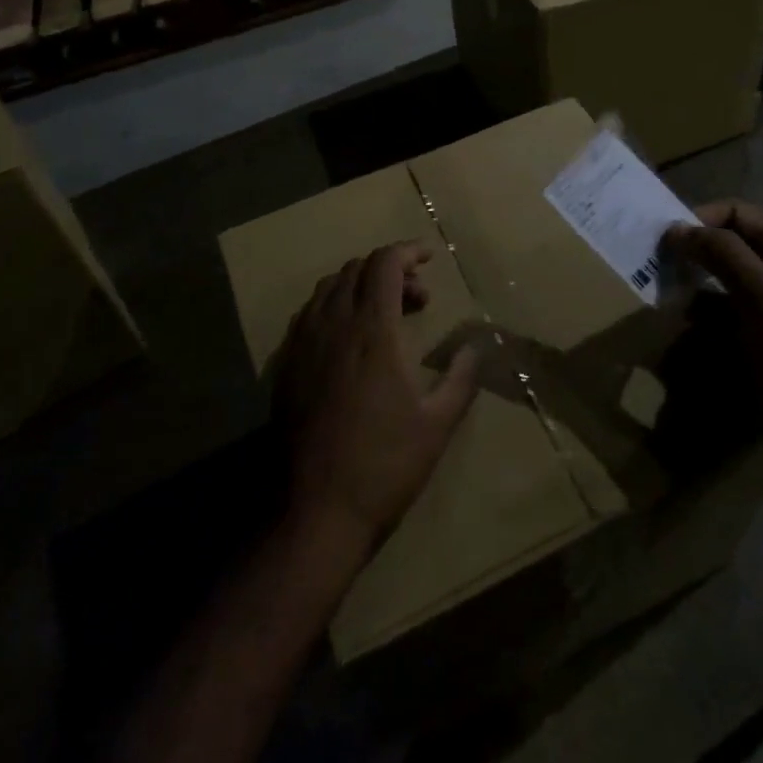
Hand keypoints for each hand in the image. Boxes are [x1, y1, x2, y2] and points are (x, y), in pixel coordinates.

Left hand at [277, 242, 479, 558]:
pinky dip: (334, 306)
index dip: (408, 251)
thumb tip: (477, 346)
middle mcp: (333, 325)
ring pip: (329, 288)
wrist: (315, 511)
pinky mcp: (285, 366)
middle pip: (357, 269)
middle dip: (391, 269)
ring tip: (386, 314)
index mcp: (372, 330)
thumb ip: (462, 377)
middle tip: (418, 298)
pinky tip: (349, 339)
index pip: (384, 263)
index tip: (430, 259)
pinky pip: (309, 314)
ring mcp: (303, 344)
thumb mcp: (437, 424)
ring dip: (360, 285)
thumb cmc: (384, 465)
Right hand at [670, 201, 762, 493]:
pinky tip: (680, 339)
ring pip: (720, 289)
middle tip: (654, 269)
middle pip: (728, 250)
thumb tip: (678, 227)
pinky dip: (700, 327)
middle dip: (692, 256)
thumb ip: (724, 256)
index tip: (666, 239)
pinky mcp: (761, 349)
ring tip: (663, 304)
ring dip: (691, 293)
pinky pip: (722, 326)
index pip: (739, 214)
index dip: (702, 219)